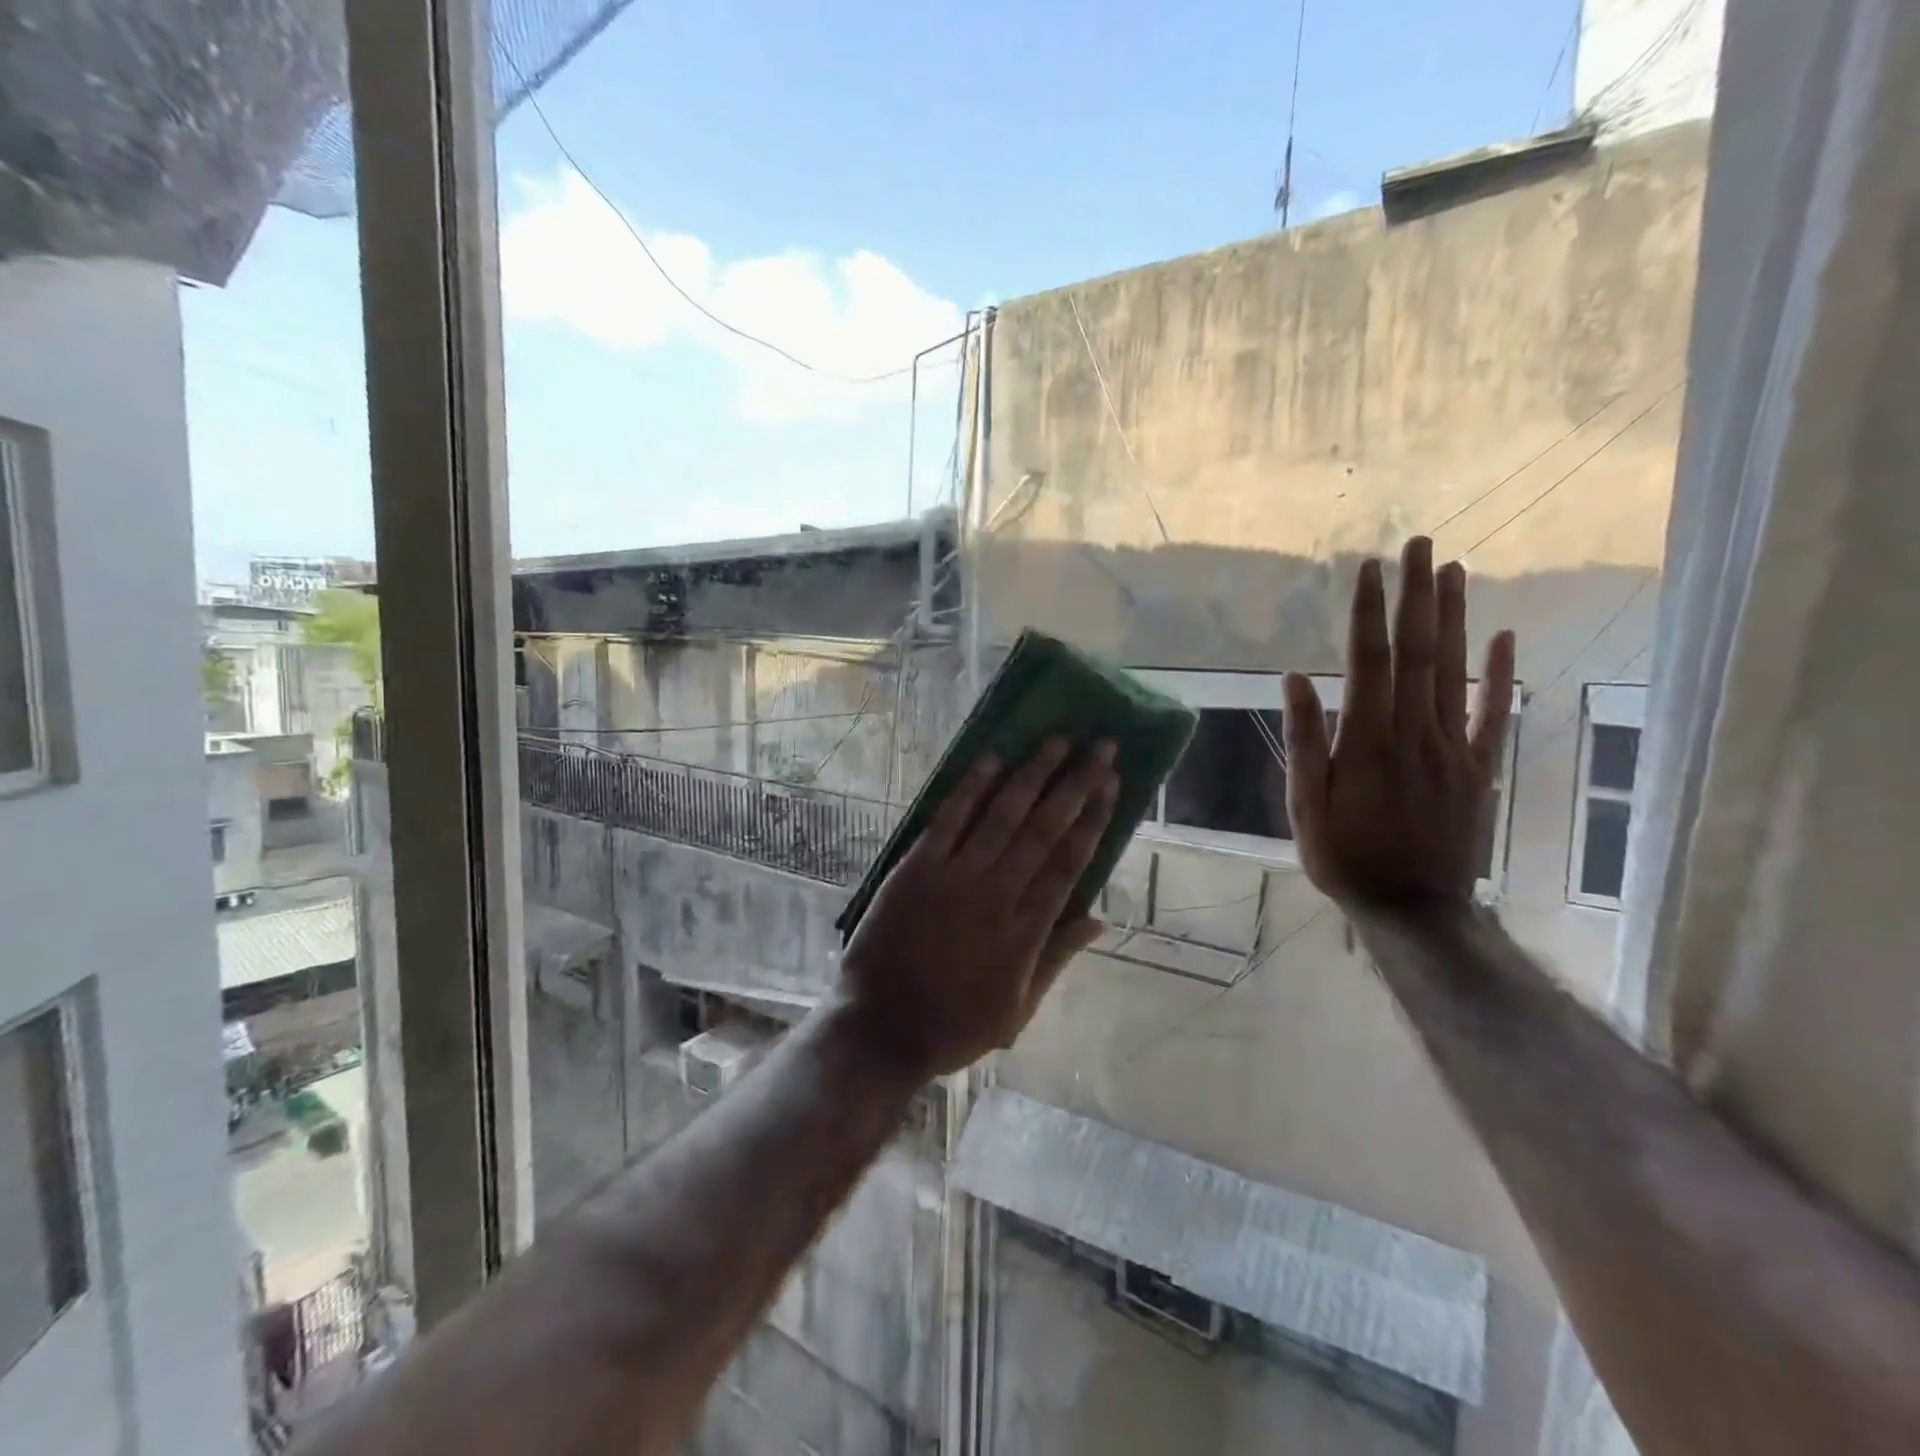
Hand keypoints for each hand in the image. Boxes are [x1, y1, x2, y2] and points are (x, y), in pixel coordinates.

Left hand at [837, 738, 1118, 1080]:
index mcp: (1027, 930)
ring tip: (1056, 739)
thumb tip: (1100, 919)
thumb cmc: (954, 1024)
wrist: (881, 1029)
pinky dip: (971, 788)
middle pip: (1045, 828)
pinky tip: (991, 759)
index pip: (1071, 861)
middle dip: (1076, 784)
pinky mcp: (916, 868)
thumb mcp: (1019, 1008)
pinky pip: (948, 820)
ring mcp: (955, 877)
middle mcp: (998, 894)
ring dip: (1032, 774)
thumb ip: (1058, 957)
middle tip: (1101, 746)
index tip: (1113, 783)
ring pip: (1003, 815)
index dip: (1094, 818)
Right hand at [1282, 537, 1515, 910]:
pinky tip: (1503, 637)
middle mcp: (1415, 732)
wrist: (1415, 910)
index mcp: (1368, 741)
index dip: (1369, 613)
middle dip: (1417, 596)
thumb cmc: (1346, 857)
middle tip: (1420, 545)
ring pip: (1454, 672)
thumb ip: (1305, 741)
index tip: (1369, 569)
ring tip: (1454, 571)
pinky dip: (1500, 674)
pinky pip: (1494, 714)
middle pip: (1418, 653)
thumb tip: (1295, 680)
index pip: (1369, 662)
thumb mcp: (1306, 806)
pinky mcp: (1479, 768)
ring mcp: (1454, 748)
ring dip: (1454, 618)